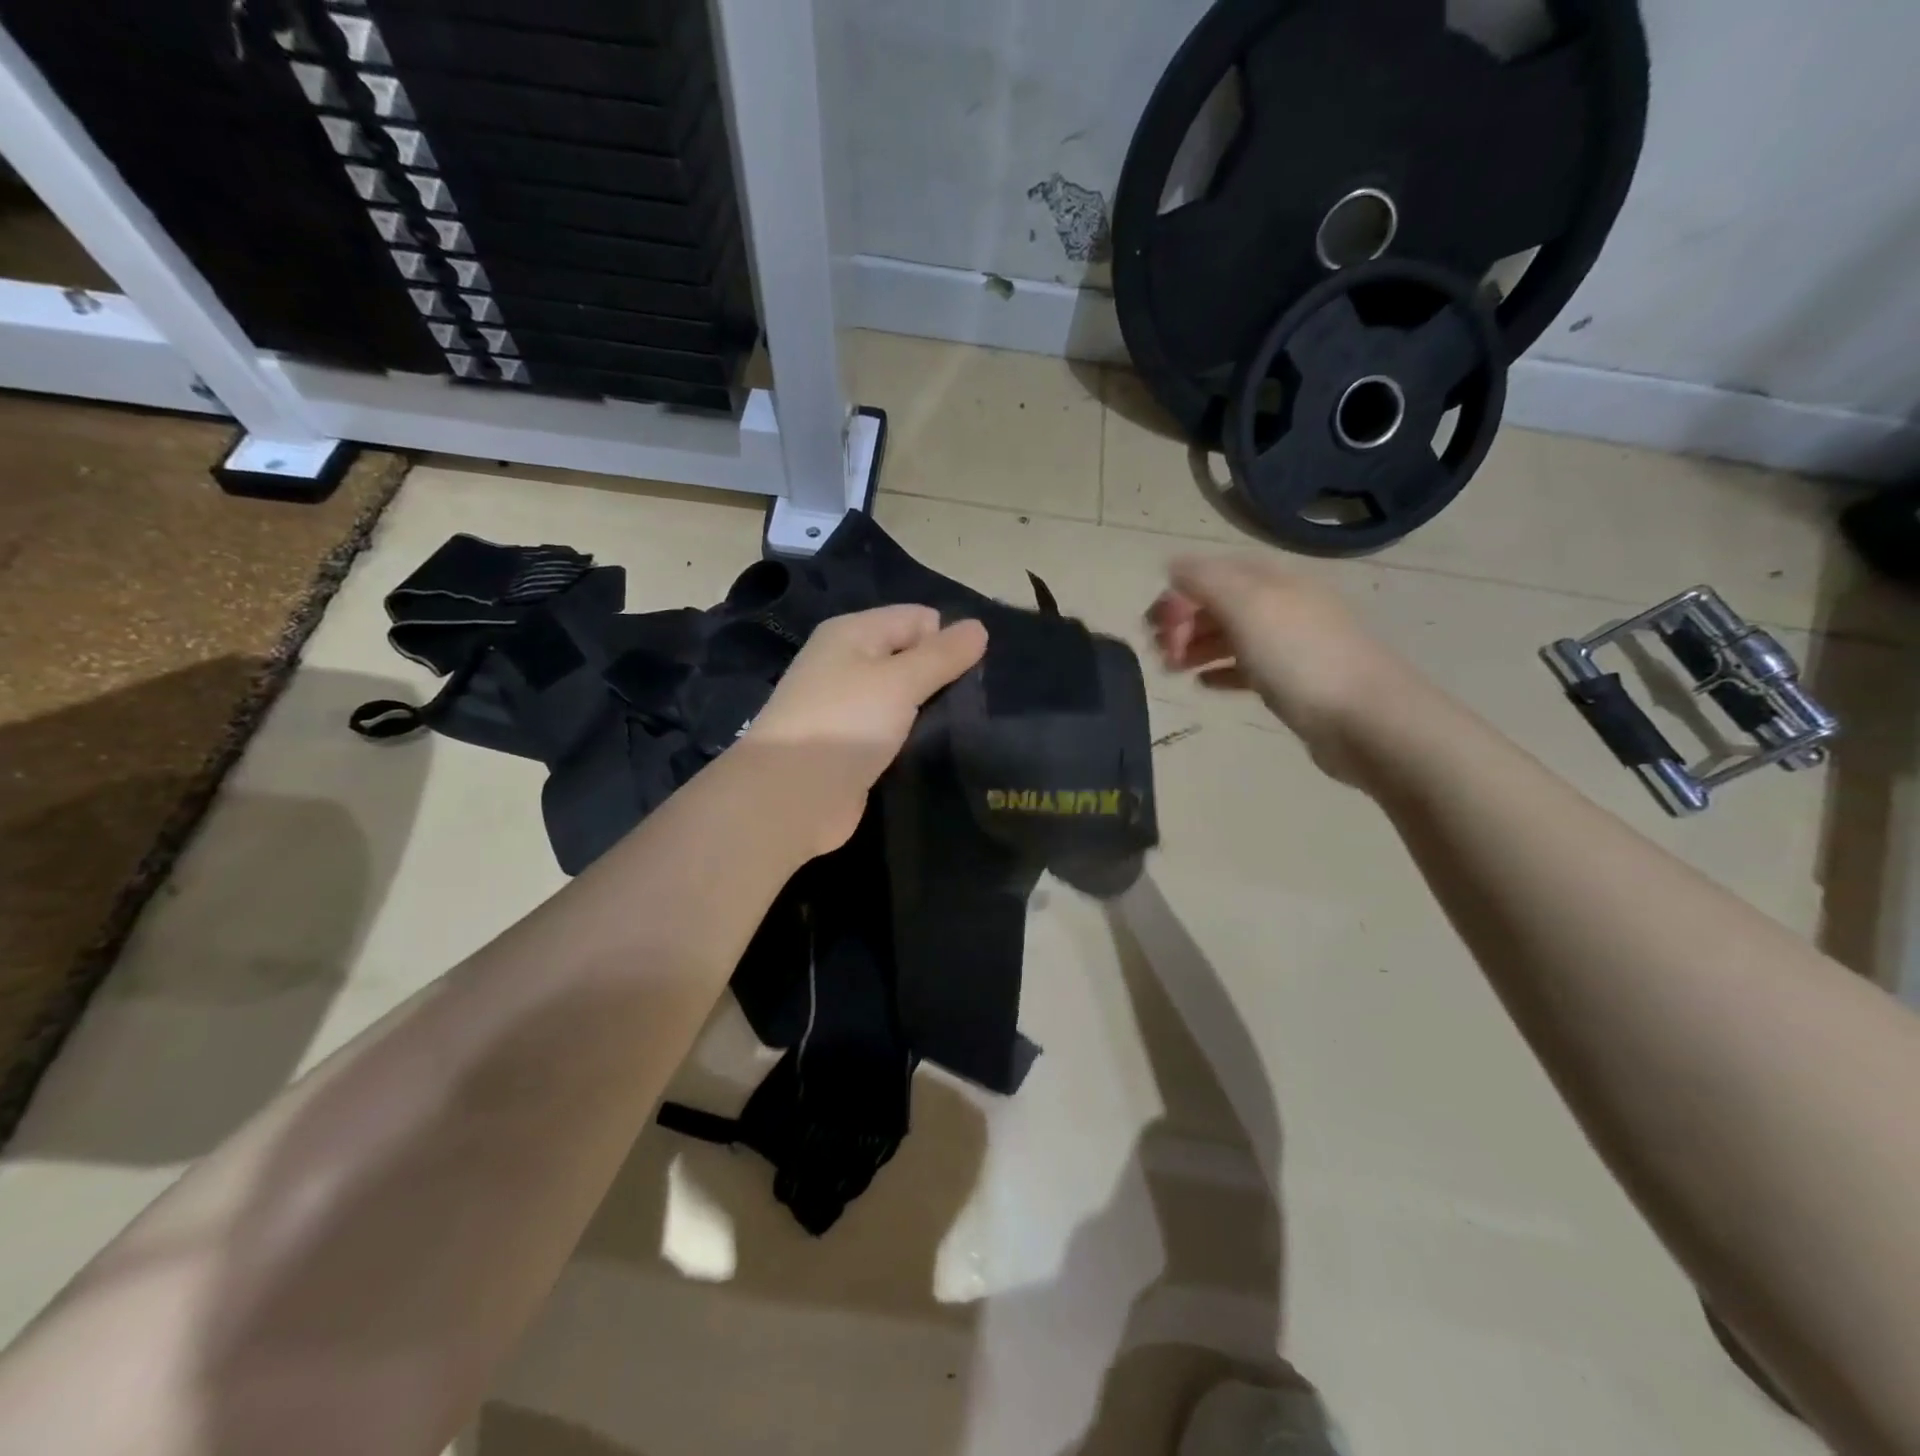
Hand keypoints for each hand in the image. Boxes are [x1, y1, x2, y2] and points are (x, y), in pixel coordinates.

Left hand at [742, 605, 988, 854]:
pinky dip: (915, 736)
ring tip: (970, 727)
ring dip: (932, 710)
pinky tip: (942, 749)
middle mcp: (847, 663)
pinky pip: (895, 730)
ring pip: (905, 697)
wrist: (791, 798)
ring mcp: (848, 708)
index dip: (948, 640)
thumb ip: (941, 655)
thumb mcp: (900, 681)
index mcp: (853, 633)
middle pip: (910, 656)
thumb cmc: (845, 724)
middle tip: (980, 703)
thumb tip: (978, 627)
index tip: (979, 672)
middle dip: (944, 675)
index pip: (917, 618)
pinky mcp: (853, 747)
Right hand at [1149, 555, 1420, 780]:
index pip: (1213, 572)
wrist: (1365, 720)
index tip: (1154, 626)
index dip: (1178, 594)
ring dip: (1195, 647)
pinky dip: (1220, 670)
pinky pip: (1246, 668)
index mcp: (1272, 580)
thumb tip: (1173, 566)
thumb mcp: (1247, 607)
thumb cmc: (1300, 658)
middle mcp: (1281, 604)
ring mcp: (1290, 644)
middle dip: (1182, 622)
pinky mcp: (1293, 682)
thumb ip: (1206, 580)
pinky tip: (1202, 684)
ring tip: (1170, 670)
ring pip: (1230, 636)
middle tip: (1158, 652)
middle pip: (1219, 603)